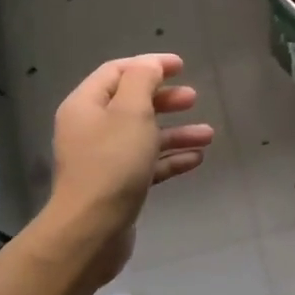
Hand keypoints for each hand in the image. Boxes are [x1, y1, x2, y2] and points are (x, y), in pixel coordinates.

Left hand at [46, 53, 213, 280]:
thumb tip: (150, 65)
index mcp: (86, 105)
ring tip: (208, 135)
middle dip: (165, 99)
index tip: (182, 66)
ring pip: (144, 136)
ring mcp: (103, 159)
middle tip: (194, 98)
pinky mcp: (117, 185)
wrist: (92, 230)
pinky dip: (169, 159)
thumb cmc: (112, 163)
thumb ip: (142, 80)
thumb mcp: (131, 112)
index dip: (150, 65)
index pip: (117, 71)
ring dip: (176, 132)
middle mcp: (90, 128)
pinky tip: (196, 159)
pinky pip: (146, 163)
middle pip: (131, 103)